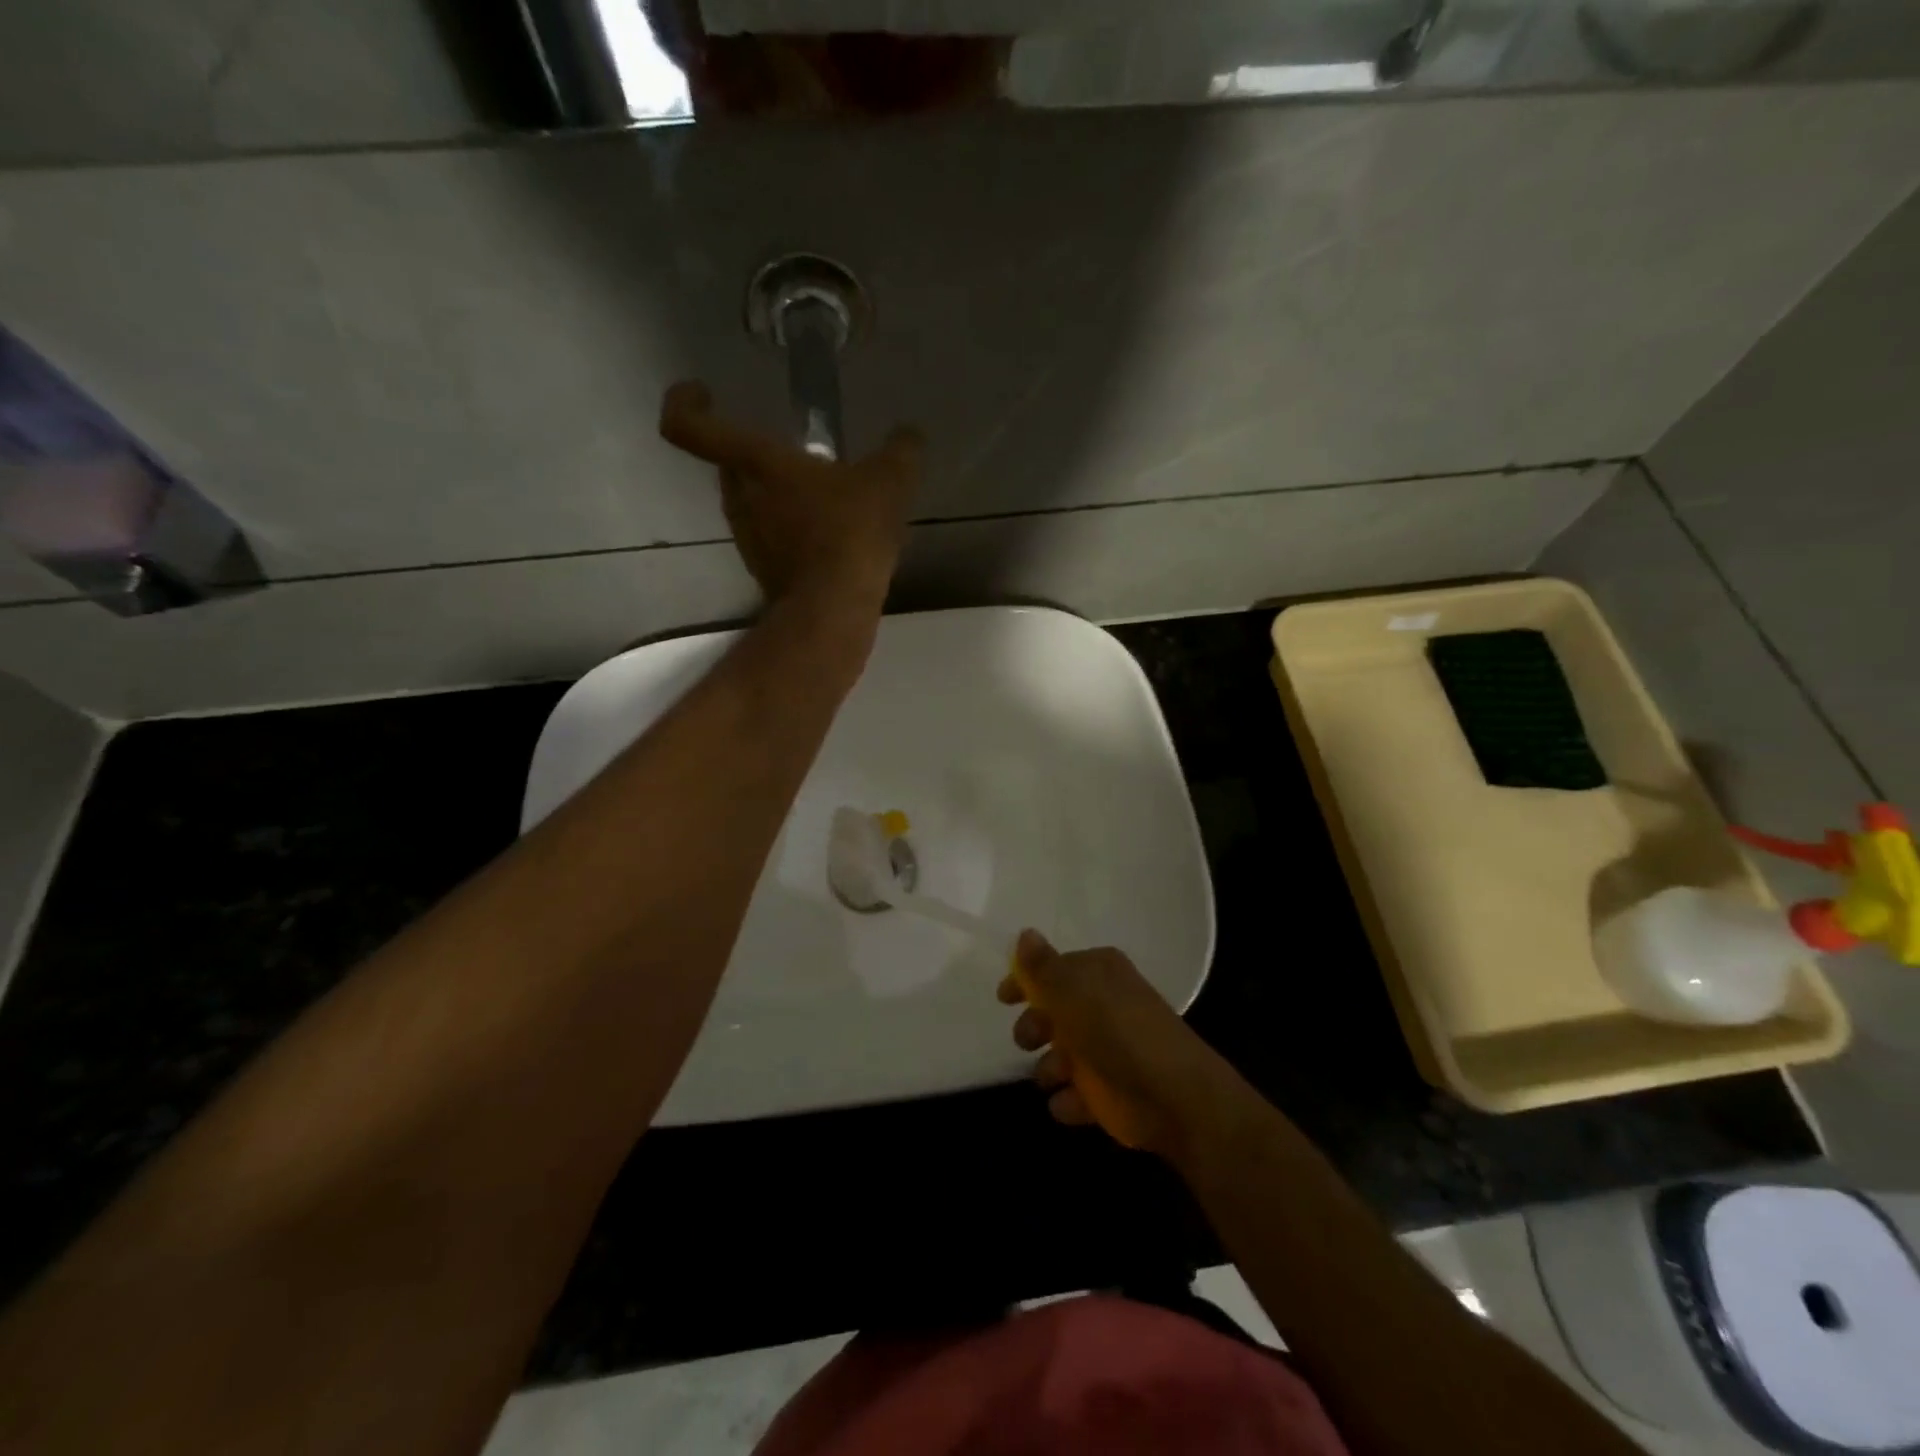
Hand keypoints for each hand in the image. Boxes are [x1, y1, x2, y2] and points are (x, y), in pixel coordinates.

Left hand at [659, 381, 922, 612]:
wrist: (834, 608)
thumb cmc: (851, 532)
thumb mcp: (890, 481)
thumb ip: (901, 451)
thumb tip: (909, 437)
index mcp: (758, 463)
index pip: (692, 427)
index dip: (686, 403)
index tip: (703, 393)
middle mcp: (741, 499)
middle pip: (729, 464)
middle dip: (755, 454)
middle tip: (793, 455)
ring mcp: (749, 539)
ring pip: (751, 503)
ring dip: (776, 495)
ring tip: (821, 500)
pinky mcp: (764, 571)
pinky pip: (770, 537)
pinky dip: (790, 531)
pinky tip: (828, 539)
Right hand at [998, 931, 1243, 1161]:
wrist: (1175, 1098)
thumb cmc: (1118, 1032)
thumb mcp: (1073, 991)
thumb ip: (1042, 966)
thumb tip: (1025, 933)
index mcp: (1098, 973)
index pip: (1053, 968)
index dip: (1026, 981)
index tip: (1004, 998)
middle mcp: (1103, 1006)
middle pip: (1052, 1013)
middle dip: (1034, 1028)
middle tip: (1031, 1039)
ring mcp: (1107, 1051)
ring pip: (1060, 1056)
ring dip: (1049, 1068)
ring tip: (1058, 1076)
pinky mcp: (1110, 1093)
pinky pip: (1075, 1094)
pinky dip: (1068, 1100)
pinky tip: (1072, 1101)